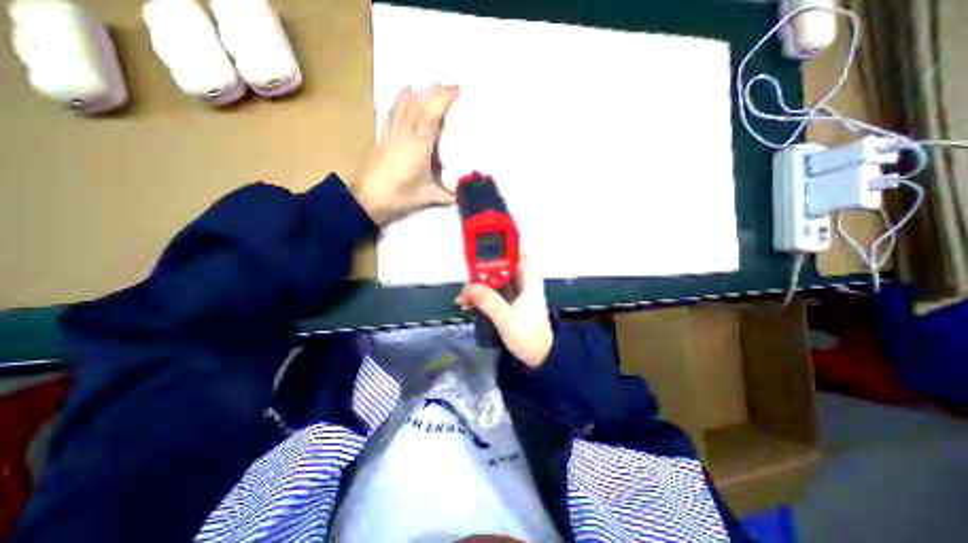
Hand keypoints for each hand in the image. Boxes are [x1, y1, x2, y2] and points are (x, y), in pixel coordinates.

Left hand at [349, 84, 458, 223]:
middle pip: (419, 104)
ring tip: (436, 88)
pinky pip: (394, 110)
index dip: (443, 100)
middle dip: (436, 91)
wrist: (368, 198)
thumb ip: (447, 195)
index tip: (458, 91)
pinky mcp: (384, 134)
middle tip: (453, 88)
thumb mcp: (427, 197)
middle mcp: (404, 135)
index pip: (431, 117)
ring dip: (422, 92)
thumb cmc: (398, 197)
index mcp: (418, 149)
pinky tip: (408, 90)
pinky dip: (403, 97)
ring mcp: (392, 132)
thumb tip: (462, 195)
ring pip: (406, 104)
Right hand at [454, 254, 551, 366]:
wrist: (537, 356)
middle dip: (481, 273)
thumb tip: (472, 287)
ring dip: (478, 285)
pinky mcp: (507, 299)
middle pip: (498, 266)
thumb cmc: (529, 338)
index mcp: (529, 281)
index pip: (514, 255)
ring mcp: (514, 290)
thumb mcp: (507, 320)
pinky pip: (491, 289)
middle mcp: (522, 281)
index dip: (497, 252)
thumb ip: (490, 303)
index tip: (478, 258)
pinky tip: (469, 303)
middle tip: (467, 286)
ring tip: (464, 299)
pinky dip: (480, 294)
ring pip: (492, 277)